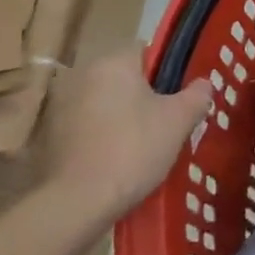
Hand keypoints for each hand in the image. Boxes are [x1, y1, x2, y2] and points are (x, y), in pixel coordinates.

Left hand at [36, 46, 211, 220]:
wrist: (78, 203)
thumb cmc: (134, 149)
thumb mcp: (179, 120)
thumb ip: (197, 95)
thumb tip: (203, 84)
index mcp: (114, 63)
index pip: (146, 51)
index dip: (167, 71)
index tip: (180, 96)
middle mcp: (83, 75)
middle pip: (124, 78)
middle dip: (145, 96)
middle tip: (167, 121)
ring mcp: (62, 106)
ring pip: (106, 103)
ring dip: (122, 117)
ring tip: (145, 145)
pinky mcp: (51, 137)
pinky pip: (88, 127)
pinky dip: (103, 137)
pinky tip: (118, 161)